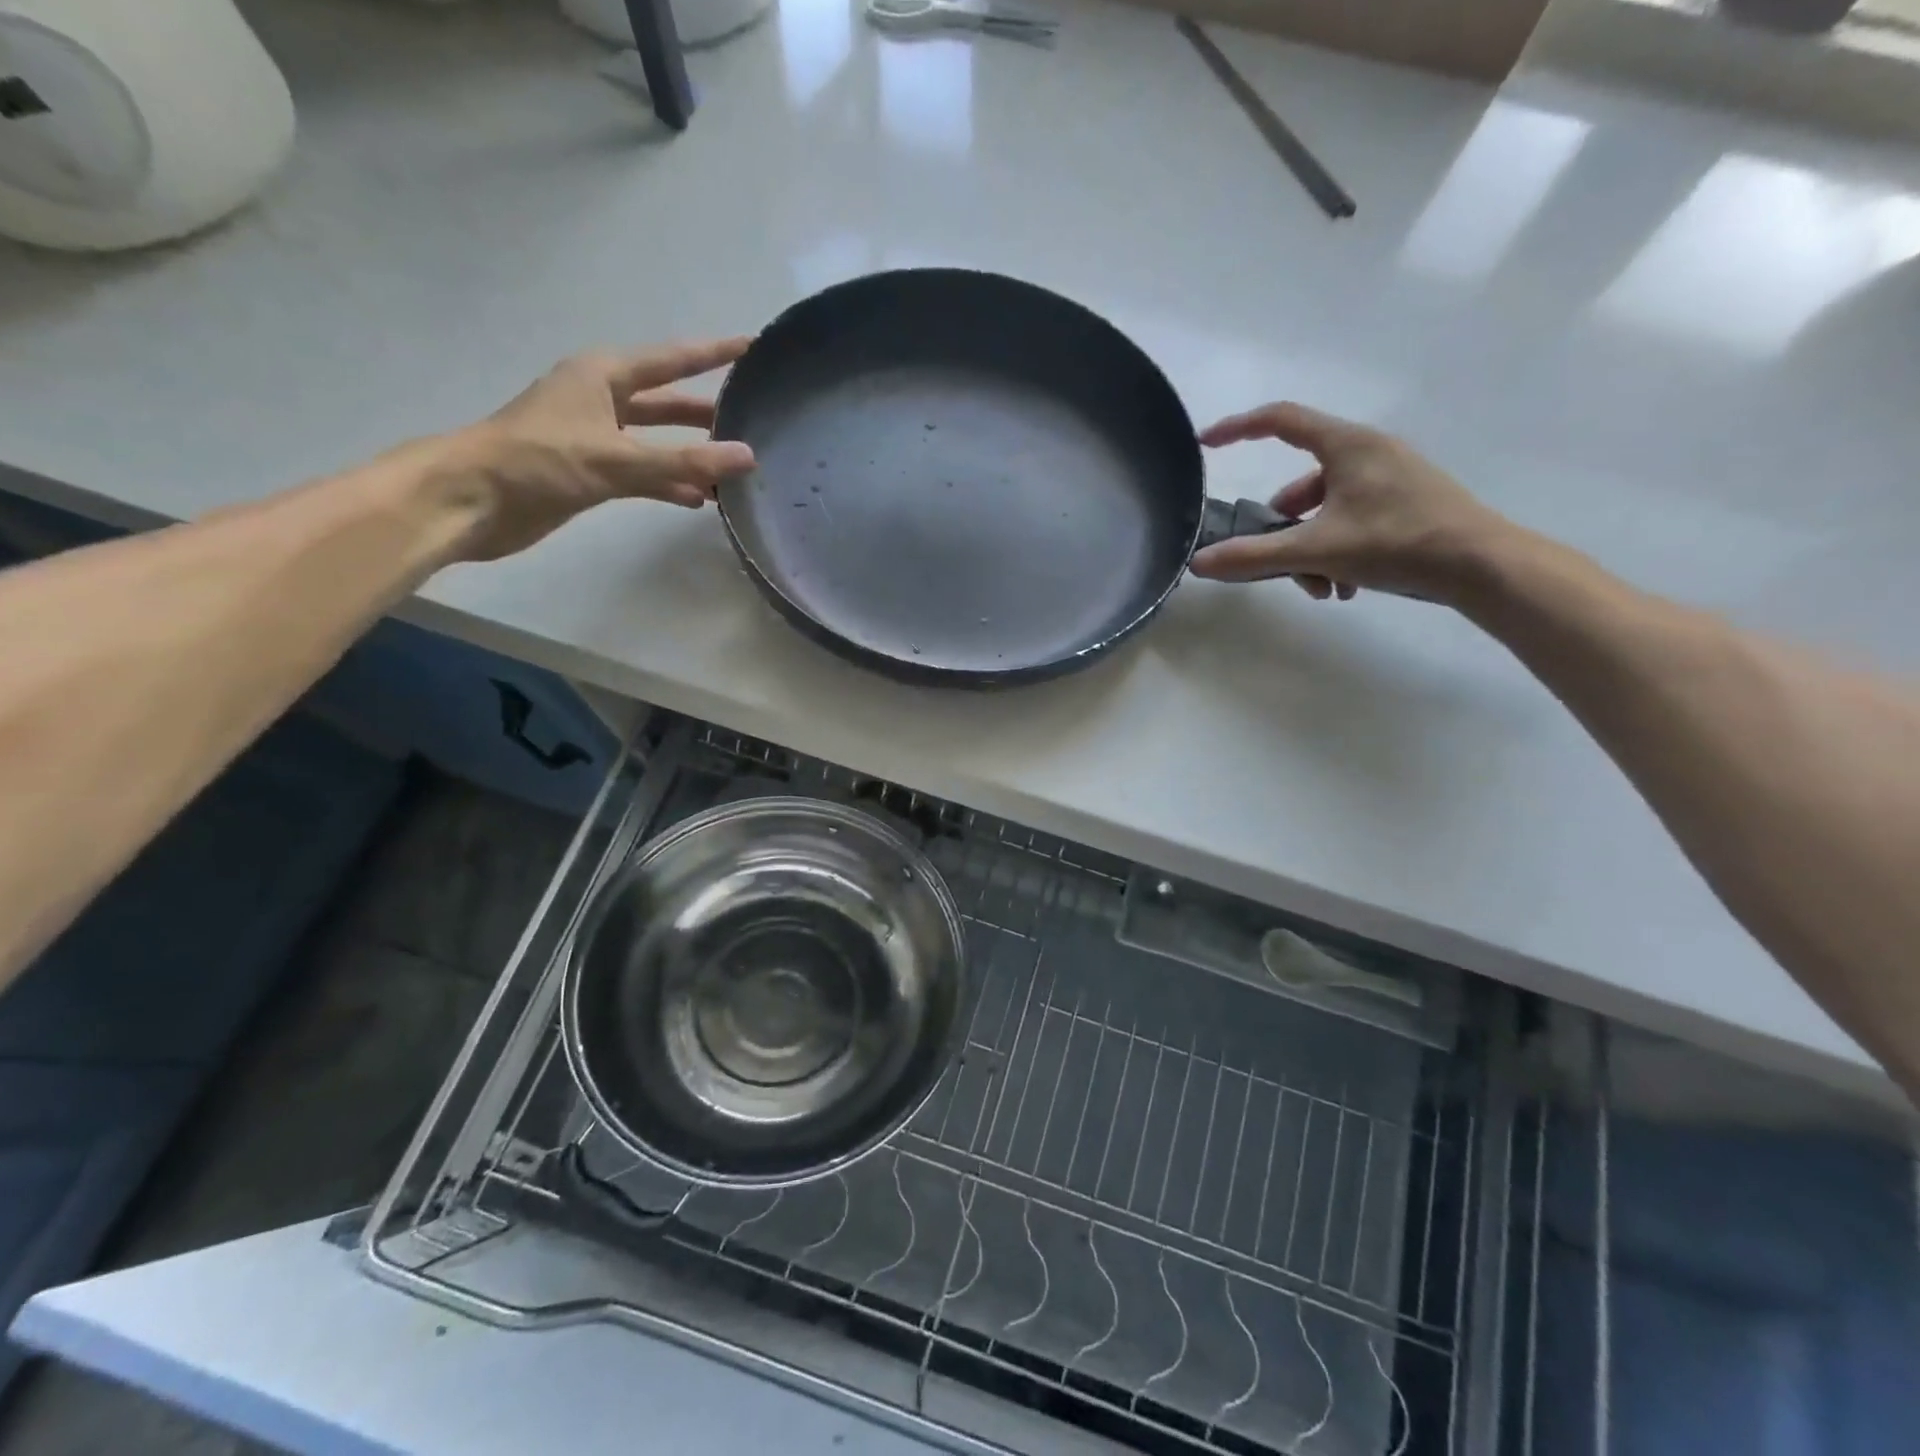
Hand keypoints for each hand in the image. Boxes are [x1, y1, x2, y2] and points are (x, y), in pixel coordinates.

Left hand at [440, 340, 757, 562]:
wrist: (472, 500)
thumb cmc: (540, 462)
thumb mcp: (616, 459)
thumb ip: (684, 461)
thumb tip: (748, 457)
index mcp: (603, 375)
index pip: (672, 359)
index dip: (712, 353)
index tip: (751, 346)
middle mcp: (602, 400)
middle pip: (667, 401)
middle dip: (707, 412)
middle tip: (754, 419)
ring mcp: (596, 438)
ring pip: (657, 441)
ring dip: (691, 454)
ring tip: (735, 468)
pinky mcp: (590, 473)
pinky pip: (644, 473)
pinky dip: (669, 484)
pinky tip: (698, 499)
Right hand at [1187, 402, 1507, 605]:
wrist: (1483, 565)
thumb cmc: (1398, 542)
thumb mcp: (1317, 550)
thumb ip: (1254, 556)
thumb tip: (1199, 563)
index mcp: (1346, 445)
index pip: (1278, 420)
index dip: (1237, 429)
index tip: (1205, 444)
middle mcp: (1367, 452)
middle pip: (1299, 483)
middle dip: (1283, 529)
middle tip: (1278, 565)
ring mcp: (1389, 477)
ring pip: (1324, 509)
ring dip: (1311, 549)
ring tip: (1323, 588)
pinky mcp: (1404, 502)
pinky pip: (1351, 520)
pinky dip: (1338, 551)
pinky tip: (1347, 586)